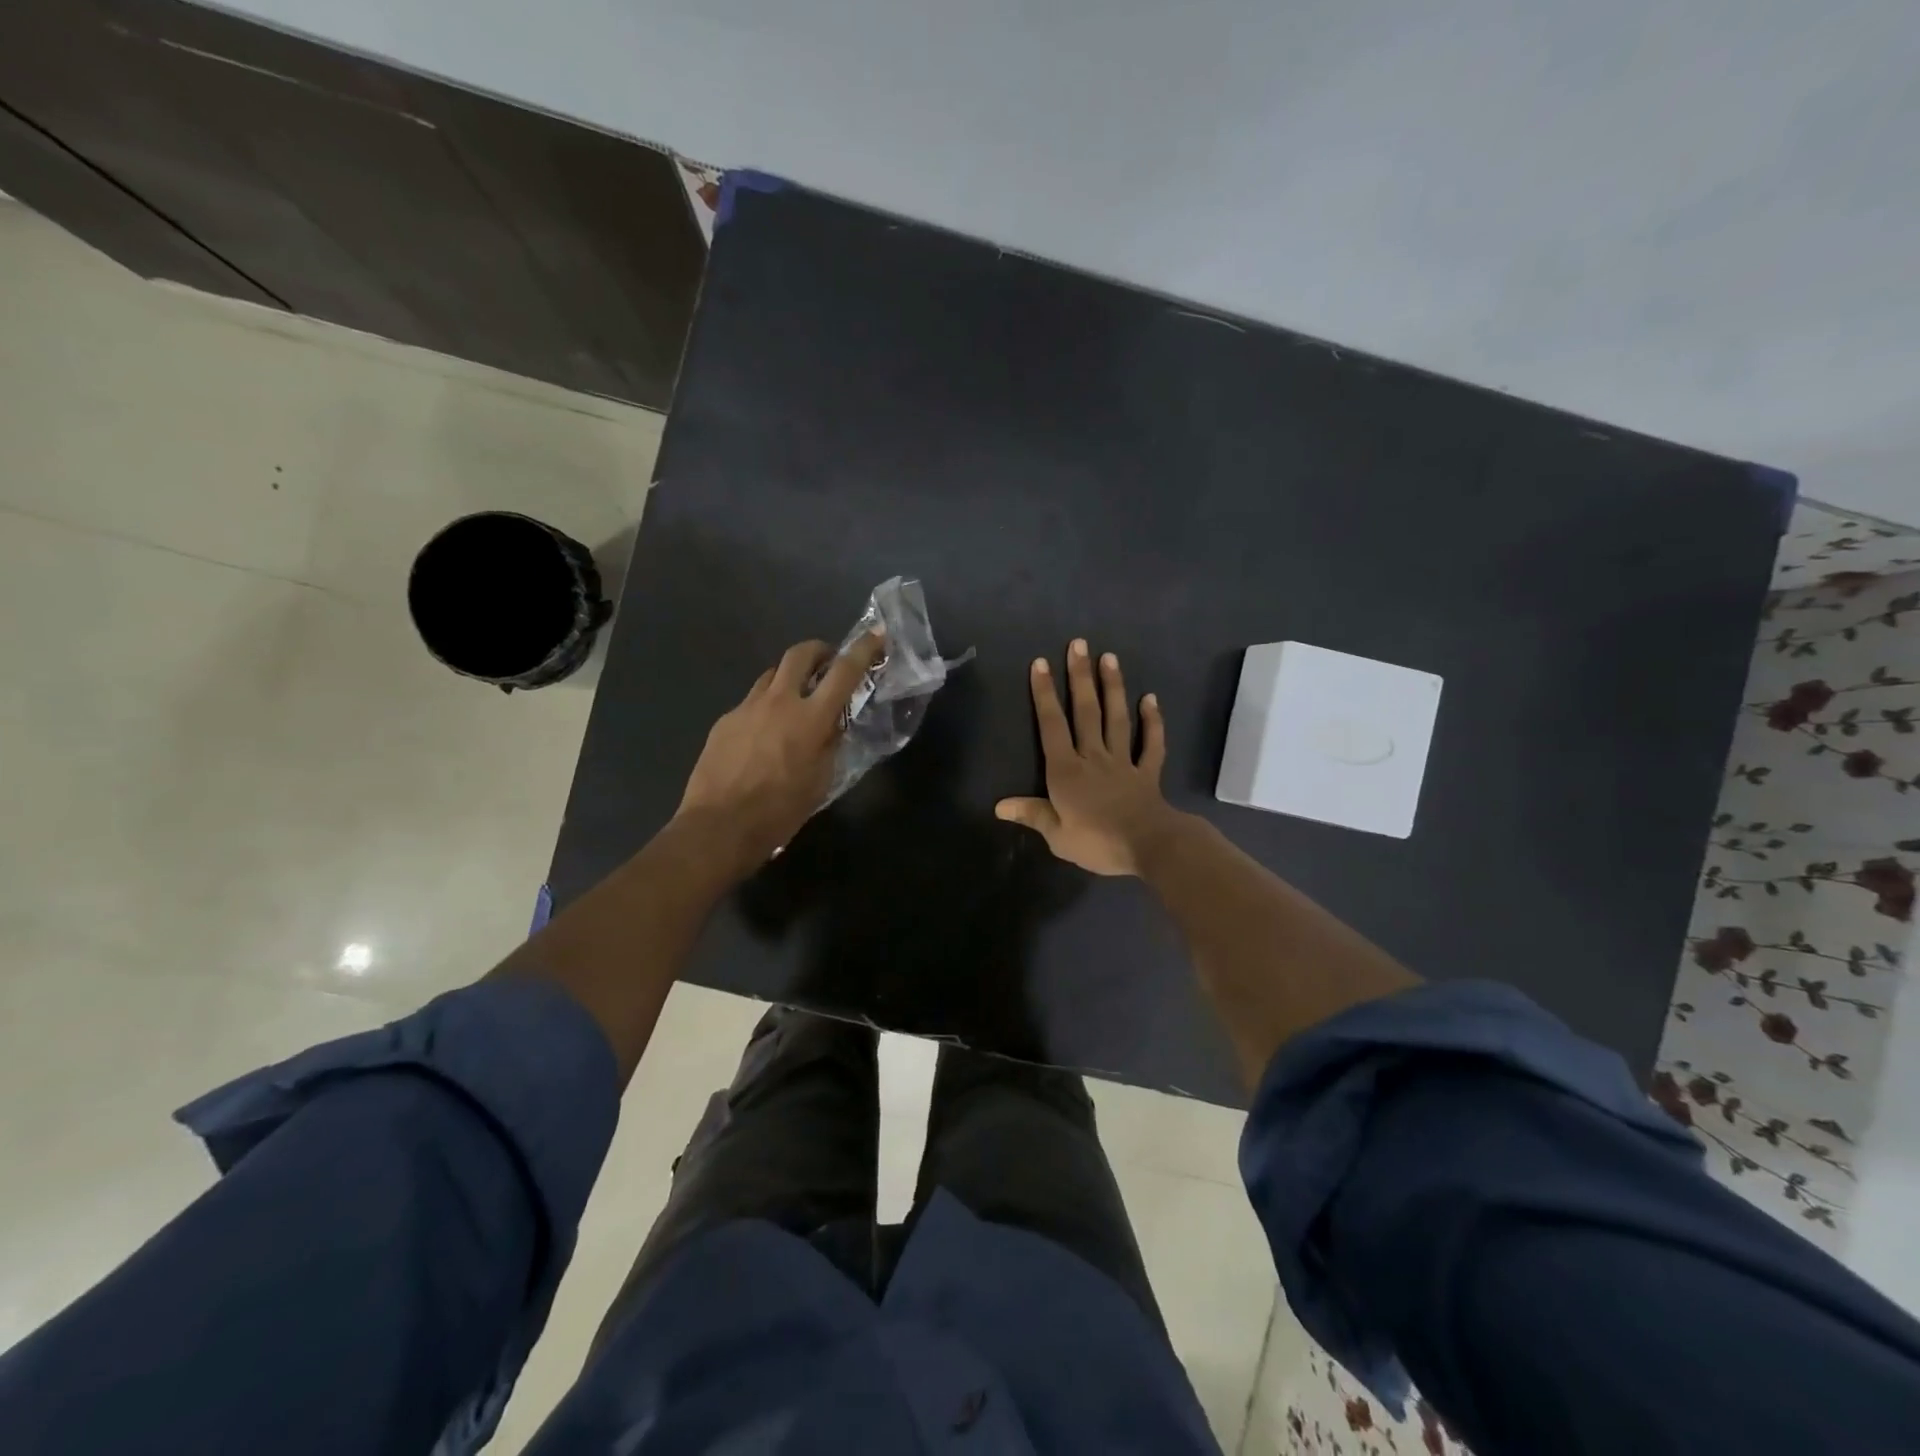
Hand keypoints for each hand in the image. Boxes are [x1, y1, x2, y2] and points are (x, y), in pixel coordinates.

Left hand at [676, 630, 886, 869]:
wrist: (719, 826)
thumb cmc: (780, 811)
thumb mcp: (821, 781)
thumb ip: (830, 745)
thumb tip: (833, 725)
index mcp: (811, 718)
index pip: (844, 672)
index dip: (863, 649)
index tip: (877, 635)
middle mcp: (779, 702)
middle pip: (799, 654)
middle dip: (818, 650)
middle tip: (827, 663)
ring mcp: (747, 708)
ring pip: (771, 675)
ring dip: (789, 678)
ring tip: (794, 701)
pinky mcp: (724, 721)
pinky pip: (750, 703)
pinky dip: (764, 708)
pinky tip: (762, 736)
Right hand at [995, 638, 1181, 875]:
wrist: (1148, 846)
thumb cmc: (1097, 842)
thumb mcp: (1057, 836)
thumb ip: (1032, 815)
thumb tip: (999, 806)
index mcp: (1066, 771)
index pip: (1052, 726)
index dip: (1045, 694)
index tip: (1041, 663)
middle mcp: (1094, 757)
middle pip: (1086, 712)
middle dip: (1080, 677)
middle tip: (1079, 644)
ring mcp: (1123, 762)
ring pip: (1117, 719)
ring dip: (1113, 687)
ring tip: (1110, 657)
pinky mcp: (1147, 772)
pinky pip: (1151, 743)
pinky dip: (1152, 721)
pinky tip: (1150, 699)